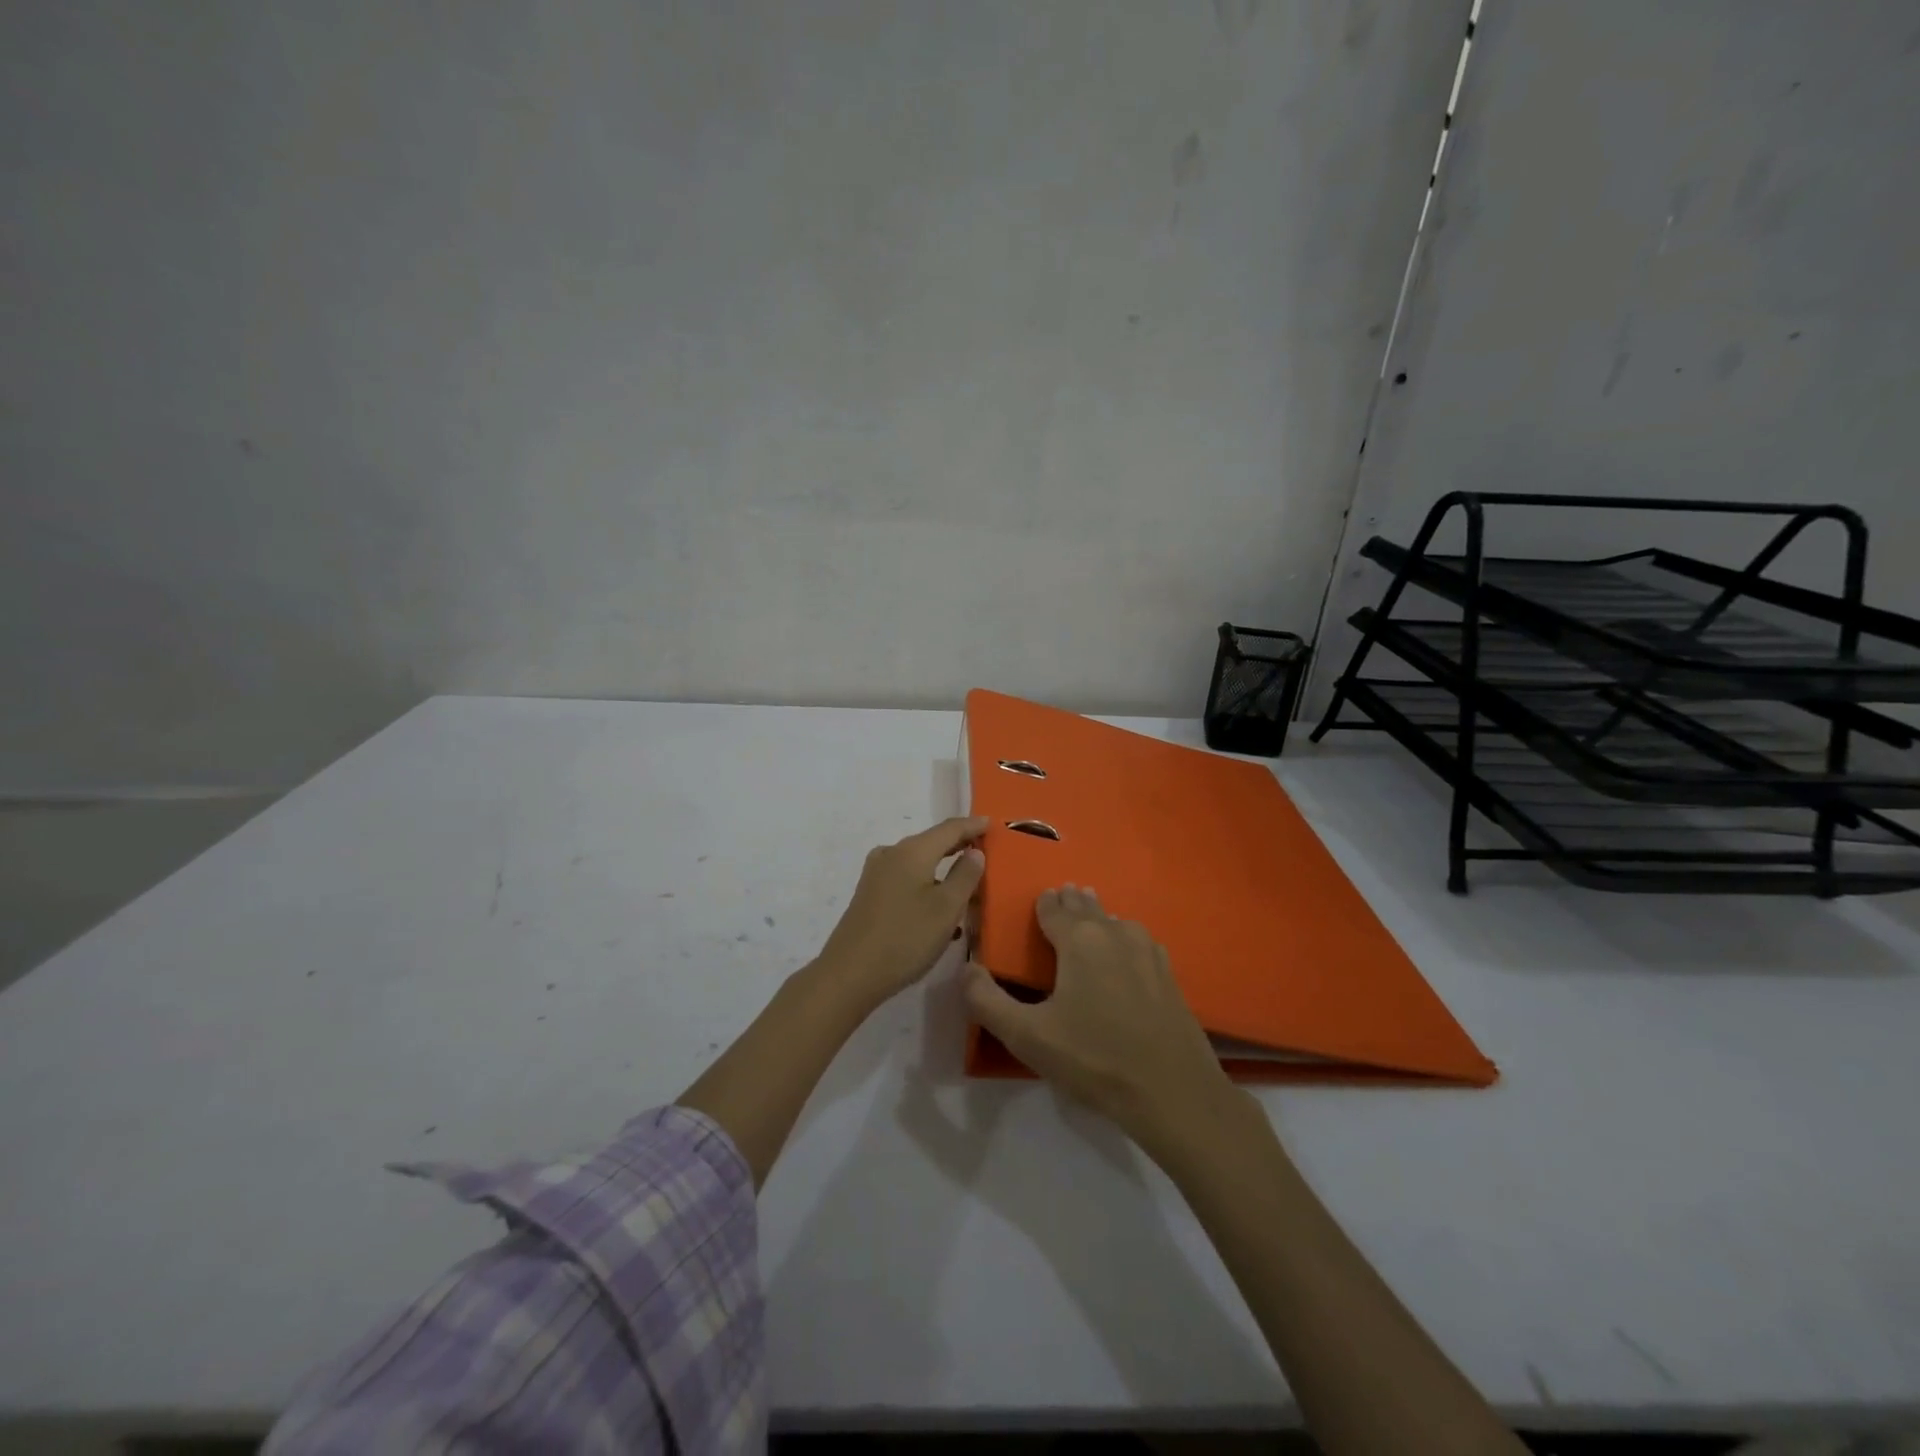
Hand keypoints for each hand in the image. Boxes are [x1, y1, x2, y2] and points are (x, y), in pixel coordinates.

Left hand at [815, 816, 987, 1011]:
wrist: (850, 973)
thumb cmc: (906, 938)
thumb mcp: (947, 908)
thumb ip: (965, 876)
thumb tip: (975, 852)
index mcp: (912, 851)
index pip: (949, 828)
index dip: (972, 825)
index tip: (992, 823)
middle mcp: (891, 854)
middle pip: (932, 842)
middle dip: (958, 846)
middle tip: (984, 849)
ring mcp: (876, 874)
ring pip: (918, 863)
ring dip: (943, 870)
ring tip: (967, 883)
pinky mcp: (870, 894)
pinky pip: (906, 879)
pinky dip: (927, 885)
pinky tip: (939, 910)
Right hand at [963, 885, 1238, 1152]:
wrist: (1172, 1091)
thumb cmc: (1093, 1058)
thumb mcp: (1027, 1036)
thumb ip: (986, 1000)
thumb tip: (966, 969)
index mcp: (1079, 938)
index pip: (1053, 907)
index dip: (1042, 904)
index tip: (1037, 901)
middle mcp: (1114, 932)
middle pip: (1086, 906)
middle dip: (1071, 902)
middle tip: (1061, 897)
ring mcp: (1147, 950)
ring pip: (1115, 922)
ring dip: (1098, 918)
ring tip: (1089, 921)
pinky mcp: (1169, 973)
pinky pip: (1138, 942)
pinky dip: (1124, 939)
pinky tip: (1125, 954)